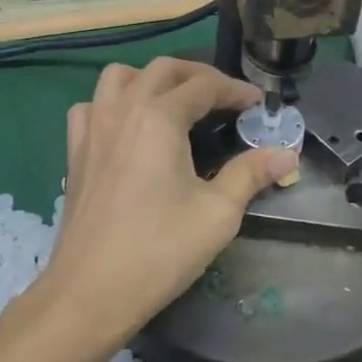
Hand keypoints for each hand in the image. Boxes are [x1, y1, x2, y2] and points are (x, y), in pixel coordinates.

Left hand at [25, 57, 298, 356]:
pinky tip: (128, 127)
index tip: (258, 105)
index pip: (204, 86)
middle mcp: (122, 109)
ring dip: (152, 79)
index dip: (235, 91)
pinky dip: (114, 102)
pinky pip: (92, 105)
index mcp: (158, 118)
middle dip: (199, 76)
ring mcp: (92, 127)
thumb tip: (287, 154)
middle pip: (163, 69)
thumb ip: (251, 174)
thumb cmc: (160, 251)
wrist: (90, 292)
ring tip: (175, 102)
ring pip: (120, 77)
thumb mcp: (218, 213)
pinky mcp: (74, 150)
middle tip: (225, 99)